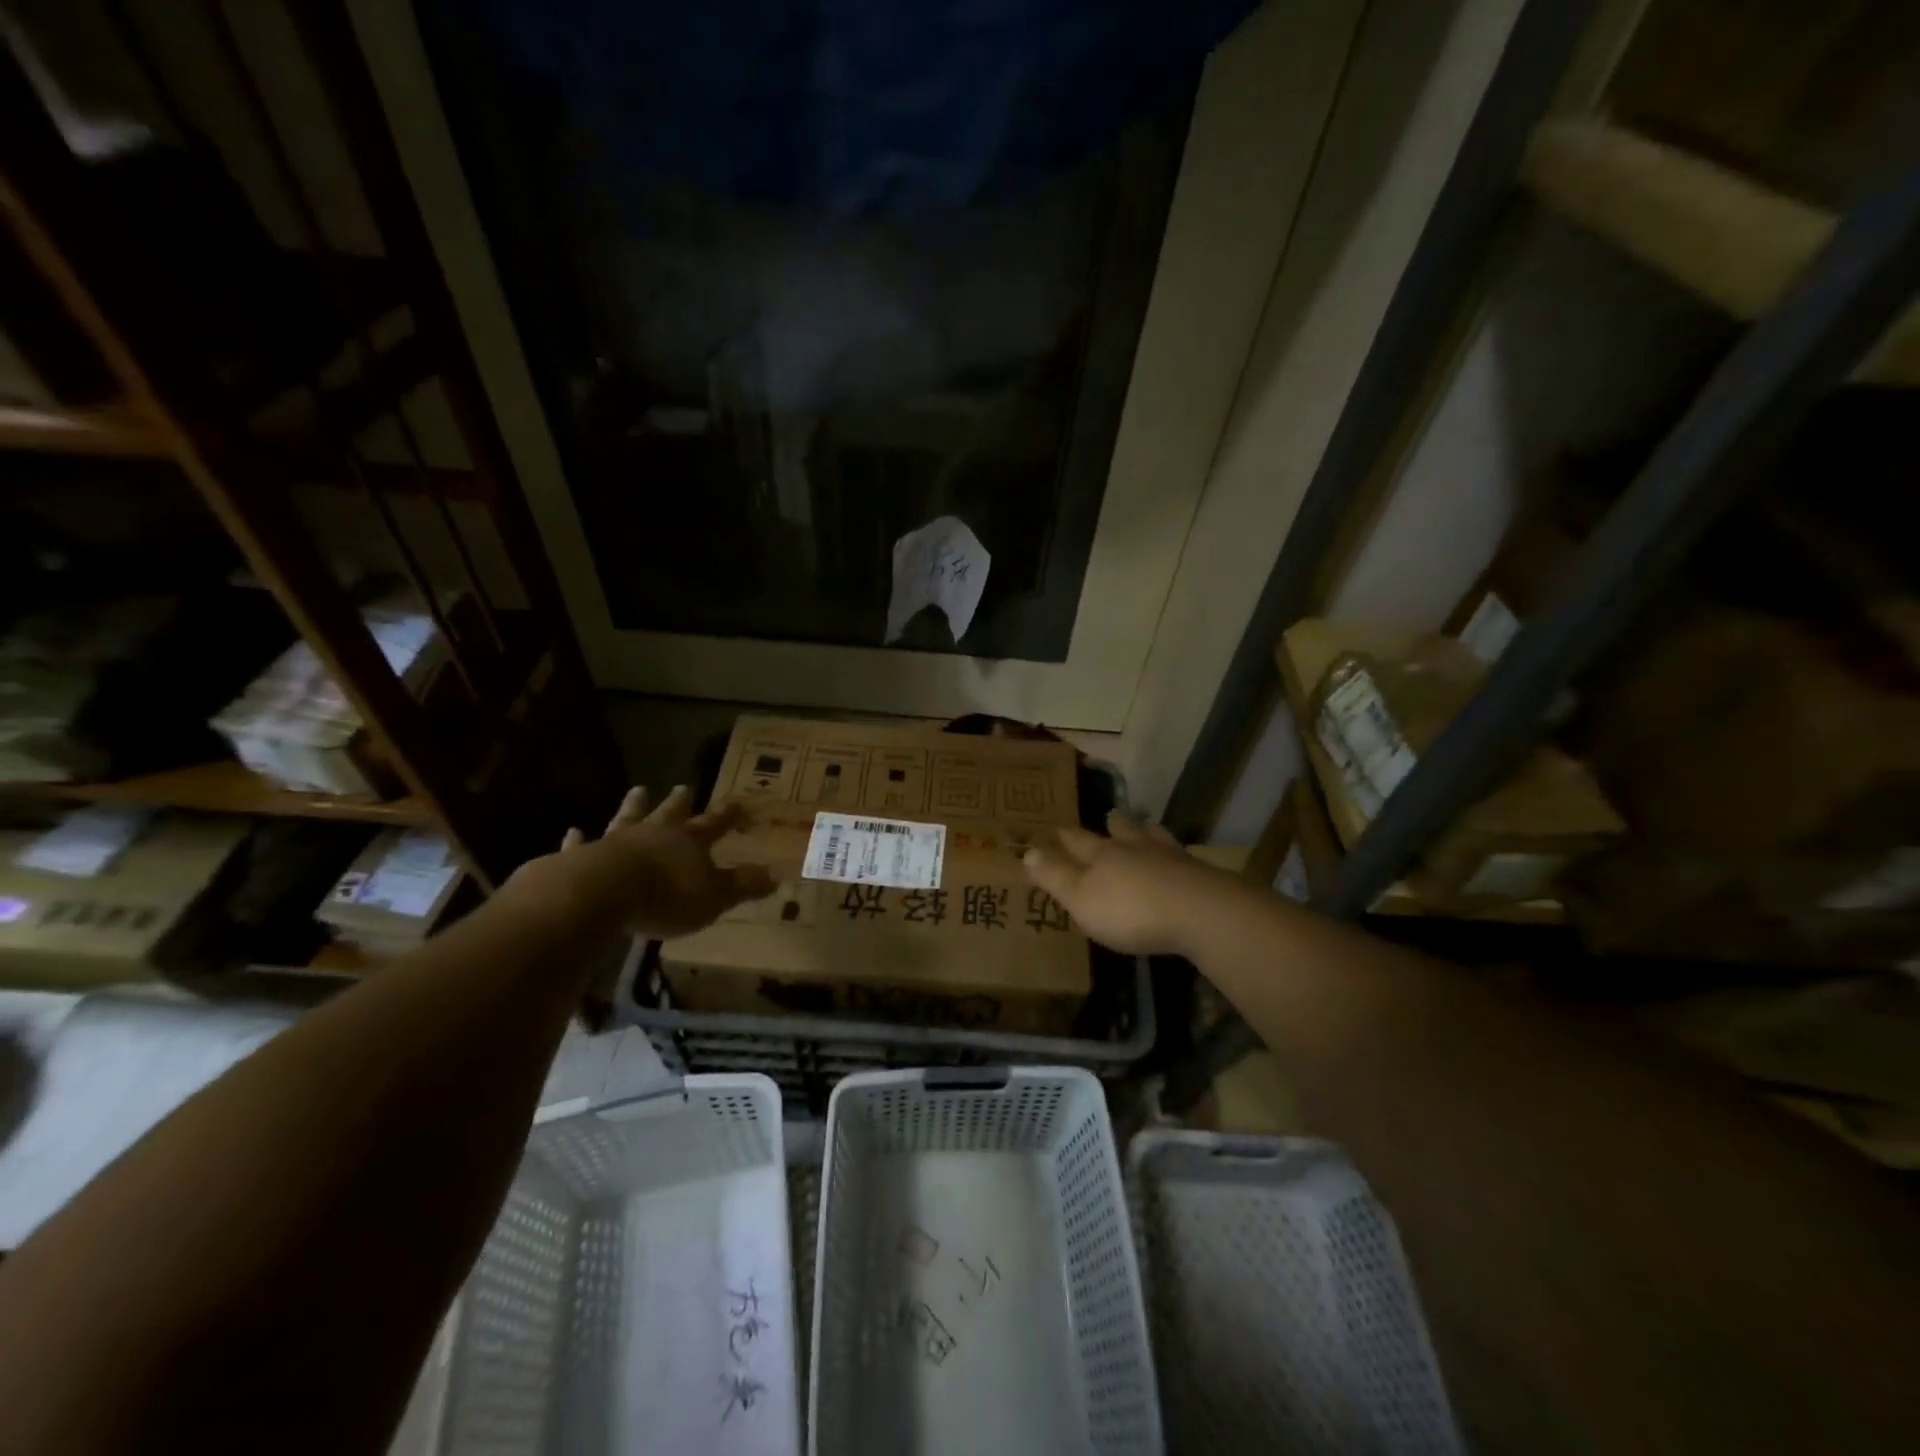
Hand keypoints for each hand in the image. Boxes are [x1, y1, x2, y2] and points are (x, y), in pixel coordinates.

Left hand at [517, 785, 776, 939]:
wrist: (601, 895)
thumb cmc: (666, 896)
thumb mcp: (714, 897)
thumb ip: (743, 885)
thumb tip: (778, 874)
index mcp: (689, 841)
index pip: (716, 823)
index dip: (730, 815)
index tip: (741, 805)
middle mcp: (655, 833)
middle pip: (670, 813)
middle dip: (679, 802)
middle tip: (681, 786)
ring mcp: (616, 842)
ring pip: (629, 818)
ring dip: (634, 805)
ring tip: (638, 790)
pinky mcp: (581, 858)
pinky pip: (581, 845)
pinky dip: (578, 839)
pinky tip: (573, 831)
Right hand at [1021, 811, 1238, 956]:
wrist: (1199, 912)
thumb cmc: (1130, 909)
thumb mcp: (1081, 898)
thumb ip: (1055, 876)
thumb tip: (1027, 851)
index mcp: (1102, 855)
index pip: (1078, 841)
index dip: (1066, 837)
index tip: (1057, 828)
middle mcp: (1135, 848)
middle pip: (1121, 830)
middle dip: (1112, 824)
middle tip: (1109, 815)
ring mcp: (1170, 857)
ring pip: (1153, 837)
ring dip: (1145, 831)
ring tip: (1145, 827)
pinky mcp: (1199, 874)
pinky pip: (1181, 857)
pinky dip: (1174, 855)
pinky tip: (1178, 859)